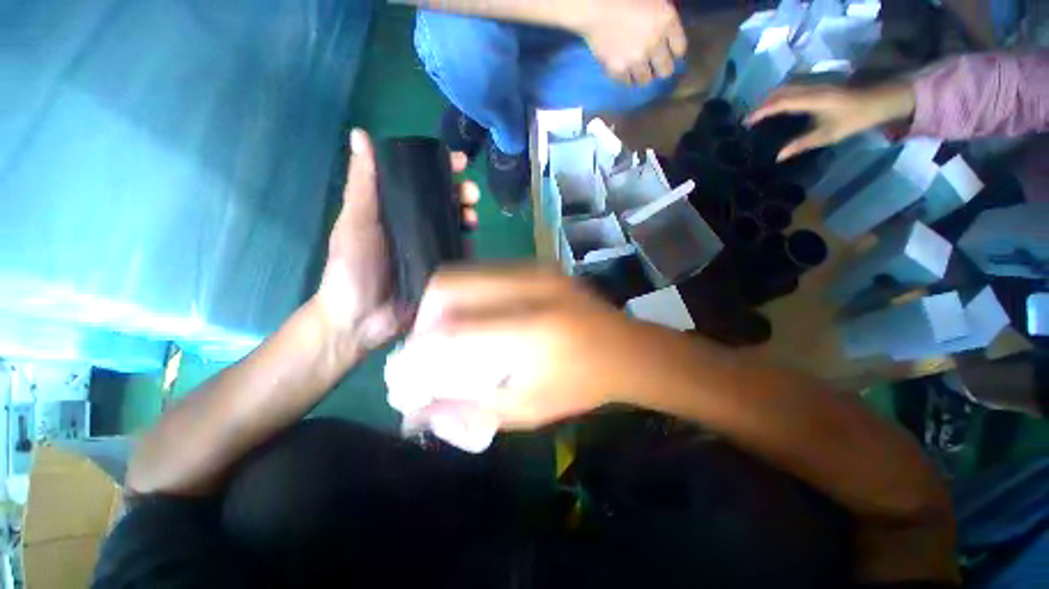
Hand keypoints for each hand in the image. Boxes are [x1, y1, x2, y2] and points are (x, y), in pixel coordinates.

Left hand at [314, 129, 479, 354]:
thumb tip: (361, 134)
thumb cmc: (352, 268)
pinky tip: (473, 238)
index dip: (440, 168)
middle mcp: (416, 226)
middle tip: (470, 192)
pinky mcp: (442, 269)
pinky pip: (460, 252)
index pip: (421, 182)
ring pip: (456, 225)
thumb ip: (362, 184)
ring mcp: (432, 249)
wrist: (360, 319)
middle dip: (461, 192)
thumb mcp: (354, 222)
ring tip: (472, 214)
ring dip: (468, 215)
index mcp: (394, 211)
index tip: (457, 161)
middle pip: (444, 202)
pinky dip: (469, 243)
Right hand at [385, 267, 674, 431]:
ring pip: (465, 272)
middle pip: (450, 284)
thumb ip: (472, 408)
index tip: (411, 368)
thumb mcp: (529, 409)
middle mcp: (529, 289)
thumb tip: (422, 409)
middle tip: (429, 345)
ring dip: (445, 302)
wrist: (626, 350)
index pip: (452, 330)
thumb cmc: (582, 385)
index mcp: (531, 330)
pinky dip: (469, 292)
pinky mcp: (539, 266)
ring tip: (450, 331)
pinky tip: (477, 315)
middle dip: (426, 315)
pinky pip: (486, 271)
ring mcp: (536, 270)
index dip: (420, 349)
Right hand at [573, 0, 686, 85]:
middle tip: (653, 66)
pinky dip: (626, 77)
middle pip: (665, 70)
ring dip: (642, 75)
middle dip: (660, 68)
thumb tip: (666, 35)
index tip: (668, 53)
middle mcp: (654, 43)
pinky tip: (623, 70)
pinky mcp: (619, 69)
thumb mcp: (654, 0)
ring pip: (645, 80)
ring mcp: (636, 59)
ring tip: (636, 69)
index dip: (674, 52)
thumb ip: (662, 18)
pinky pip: (626, 82)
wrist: (595, 6)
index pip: (679, 49)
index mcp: (666, 21)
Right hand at [747, 81, 915, 160]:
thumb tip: (778, 157)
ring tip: (759, 113)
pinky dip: (780, 96)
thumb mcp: (828, 135)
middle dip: (762, 104)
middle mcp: (811, 88)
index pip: (780, 103)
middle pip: (779, 92)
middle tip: (749, 119)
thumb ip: (801, 144)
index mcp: (812, 99)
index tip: (747, 122)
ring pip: (785, 88)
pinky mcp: (818, 85)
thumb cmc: (855, 118)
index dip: (762, 112)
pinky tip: (777, 105)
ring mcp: (815, 84)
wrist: (880, 99)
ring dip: (770, 98)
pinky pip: (792, 88)